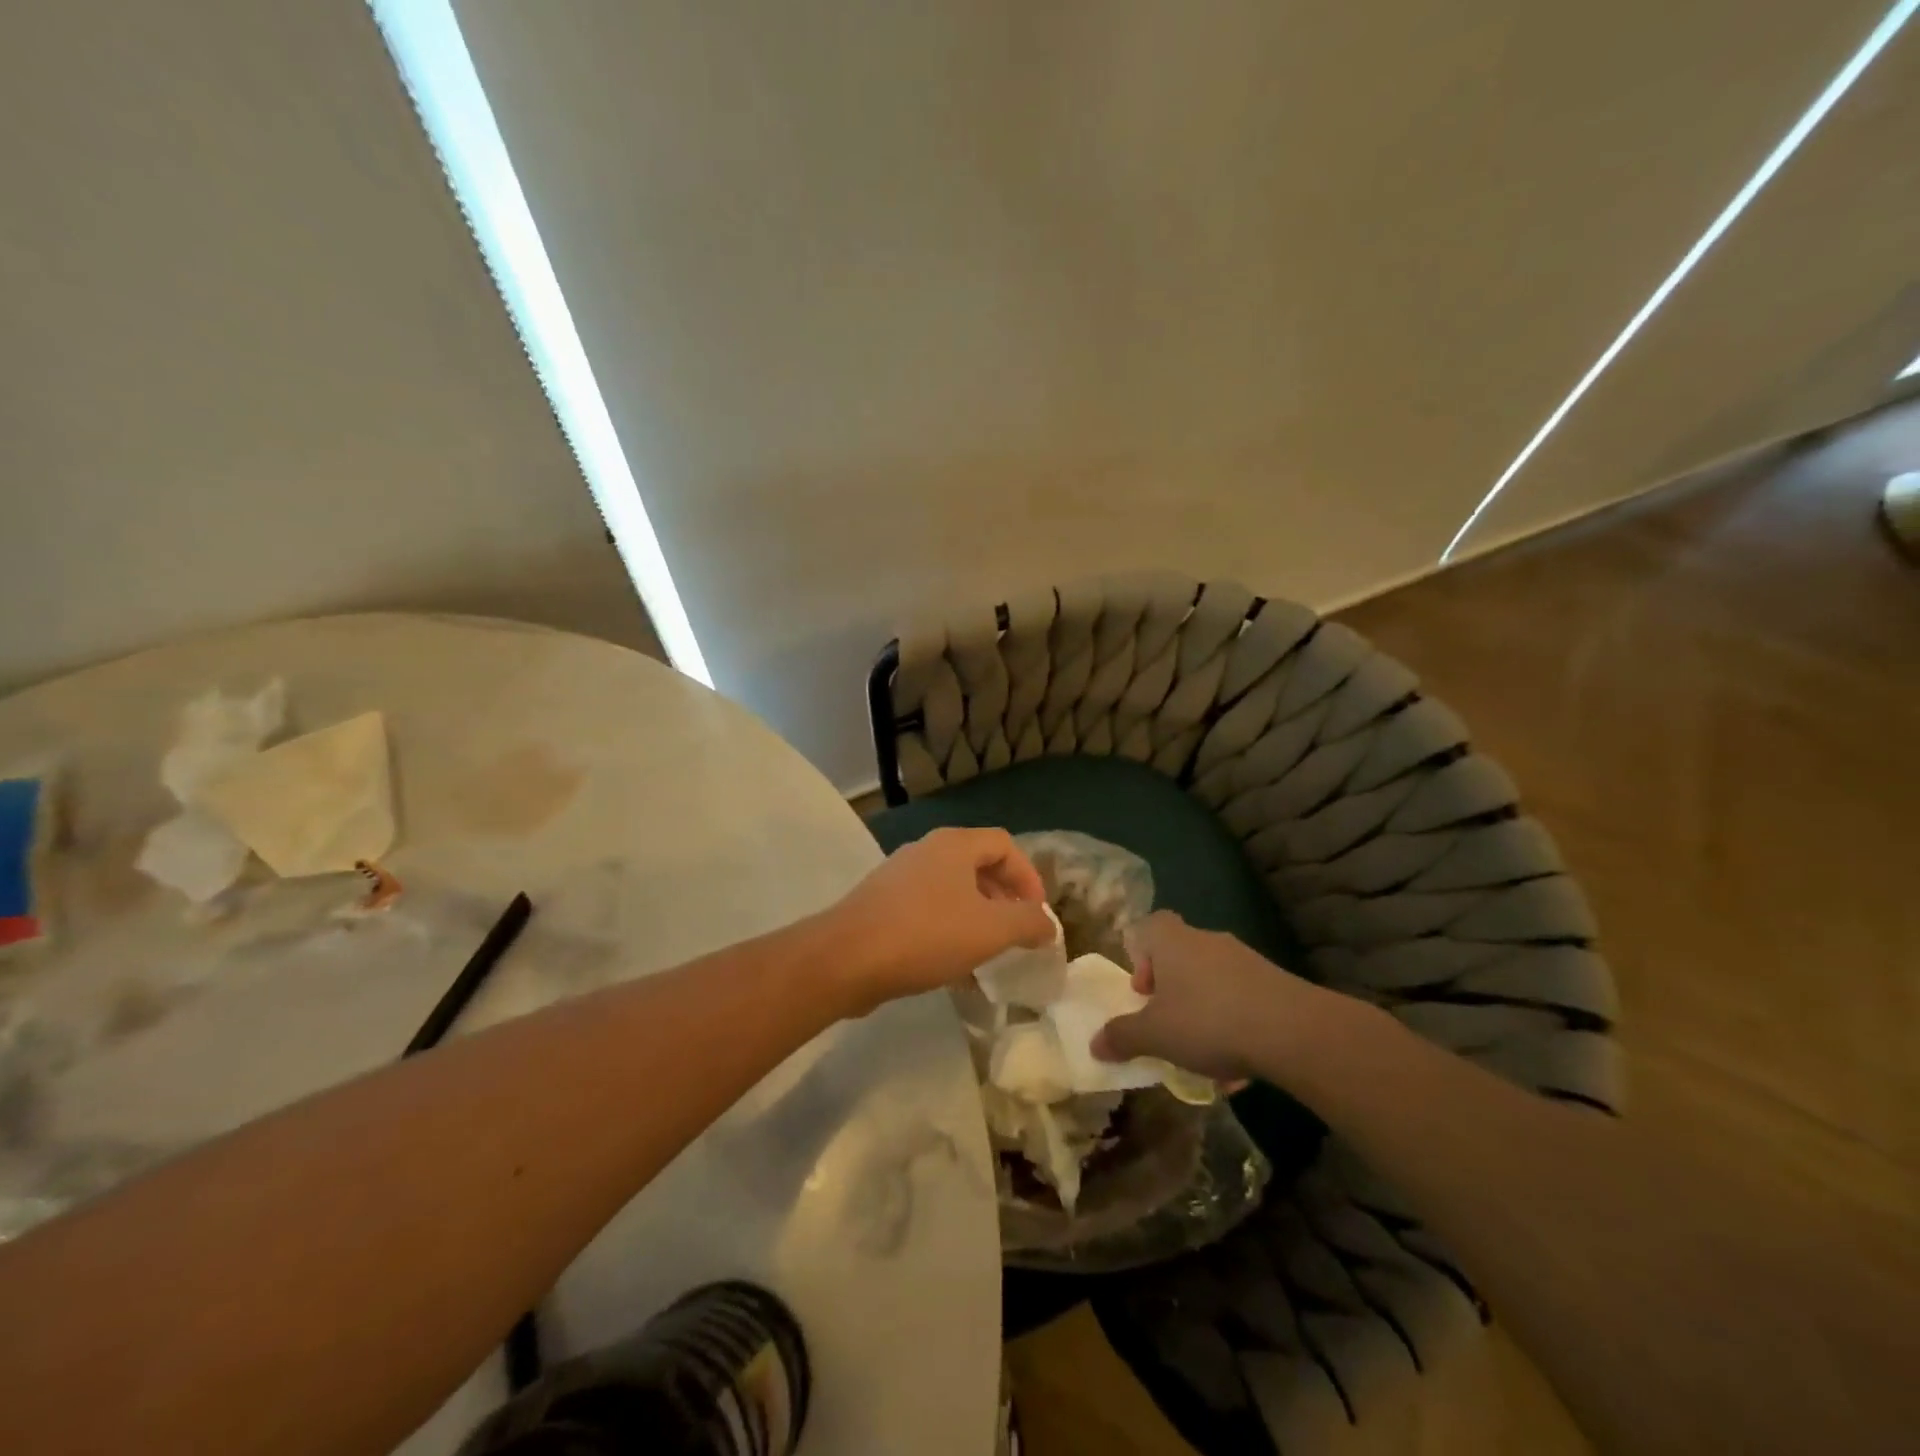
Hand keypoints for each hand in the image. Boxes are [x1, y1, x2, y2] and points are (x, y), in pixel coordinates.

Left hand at [825, 827, 1054, 1014]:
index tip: (1037, 914)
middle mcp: (926, 851)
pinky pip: (927, 910)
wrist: (845, 958)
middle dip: (1003, 898)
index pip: (1005, 844)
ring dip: (976, 917)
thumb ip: (1027, 923)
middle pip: (978, 865)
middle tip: (1016, 932)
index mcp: (954, 845)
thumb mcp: (990, 930)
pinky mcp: (881, 904)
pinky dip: (948, 930)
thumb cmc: (925, 935)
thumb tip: (1047, 923)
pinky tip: (951, 966)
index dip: (1028, 876)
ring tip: (987, 953)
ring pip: (951, 890)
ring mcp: (899, 876)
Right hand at [1090, 911, 1322, 1080]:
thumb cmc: (1207, 1021)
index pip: (1150, 926)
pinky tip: (1240, 1063)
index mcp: (1172, 941)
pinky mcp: (1274, 981)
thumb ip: (1122, 1037)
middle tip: (1169, 1022)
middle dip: (1172, 990)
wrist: (1292, 1030)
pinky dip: (1236, 1023)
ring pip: (1212, 980)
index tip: (1144, 992)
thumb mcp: (1154, 1035)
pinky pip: (1243, 998)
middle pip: (1180, 955)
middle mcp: (1206, 940)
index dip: (1141, 955)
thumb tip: (1094, 1044)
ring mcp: (1244, 958)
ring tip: (1206, 1052)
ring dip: (1204, 1009)